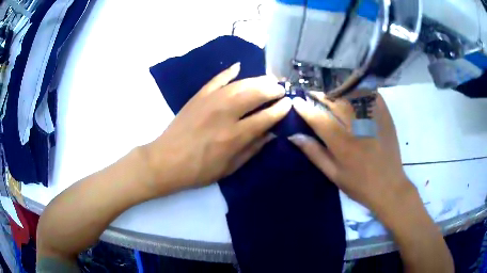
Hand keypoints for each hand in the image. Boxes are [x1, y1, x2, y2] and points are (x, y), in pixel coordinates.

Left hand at [143, 63, 291, 194]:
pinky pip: (217, 79)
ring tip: (268, 79)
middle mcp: (225, 114)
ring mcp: (210, 101)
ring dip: (257, 80)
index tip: (289, 103)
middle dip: (272, 89)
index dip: (280, 109)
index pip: (265, 117)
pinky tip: (238, 67)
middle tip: (281, 89)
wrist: (166, 161)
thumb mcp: (229, 168)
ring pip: (240, 84)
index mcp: (234, 136)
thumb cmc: (199, 170)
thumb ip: (252, 149)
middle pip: (255, 94)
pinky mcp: (198, 96)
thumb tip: (271, 134)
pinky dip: (228, 72)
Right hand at [288, 93, 413, 211]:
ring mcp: (373, 119)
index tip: (296, 101)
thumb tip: (294, 137)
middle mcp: (357, 127)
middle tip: (312, 93)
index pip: (318, 119)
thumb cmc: (359, 185)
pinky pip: (371, 95)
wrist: (389, 186)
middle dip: (320, 95)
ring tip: (331, 92)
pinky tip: (354, 92)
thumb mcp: (333, 174)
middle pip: (335, 102)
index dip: (305, 108)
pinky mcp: (385, 117)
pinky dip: (361, 91)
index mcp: (342, 144)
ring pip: (352, 95)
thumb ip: (314, 153)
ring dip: (338, 90)